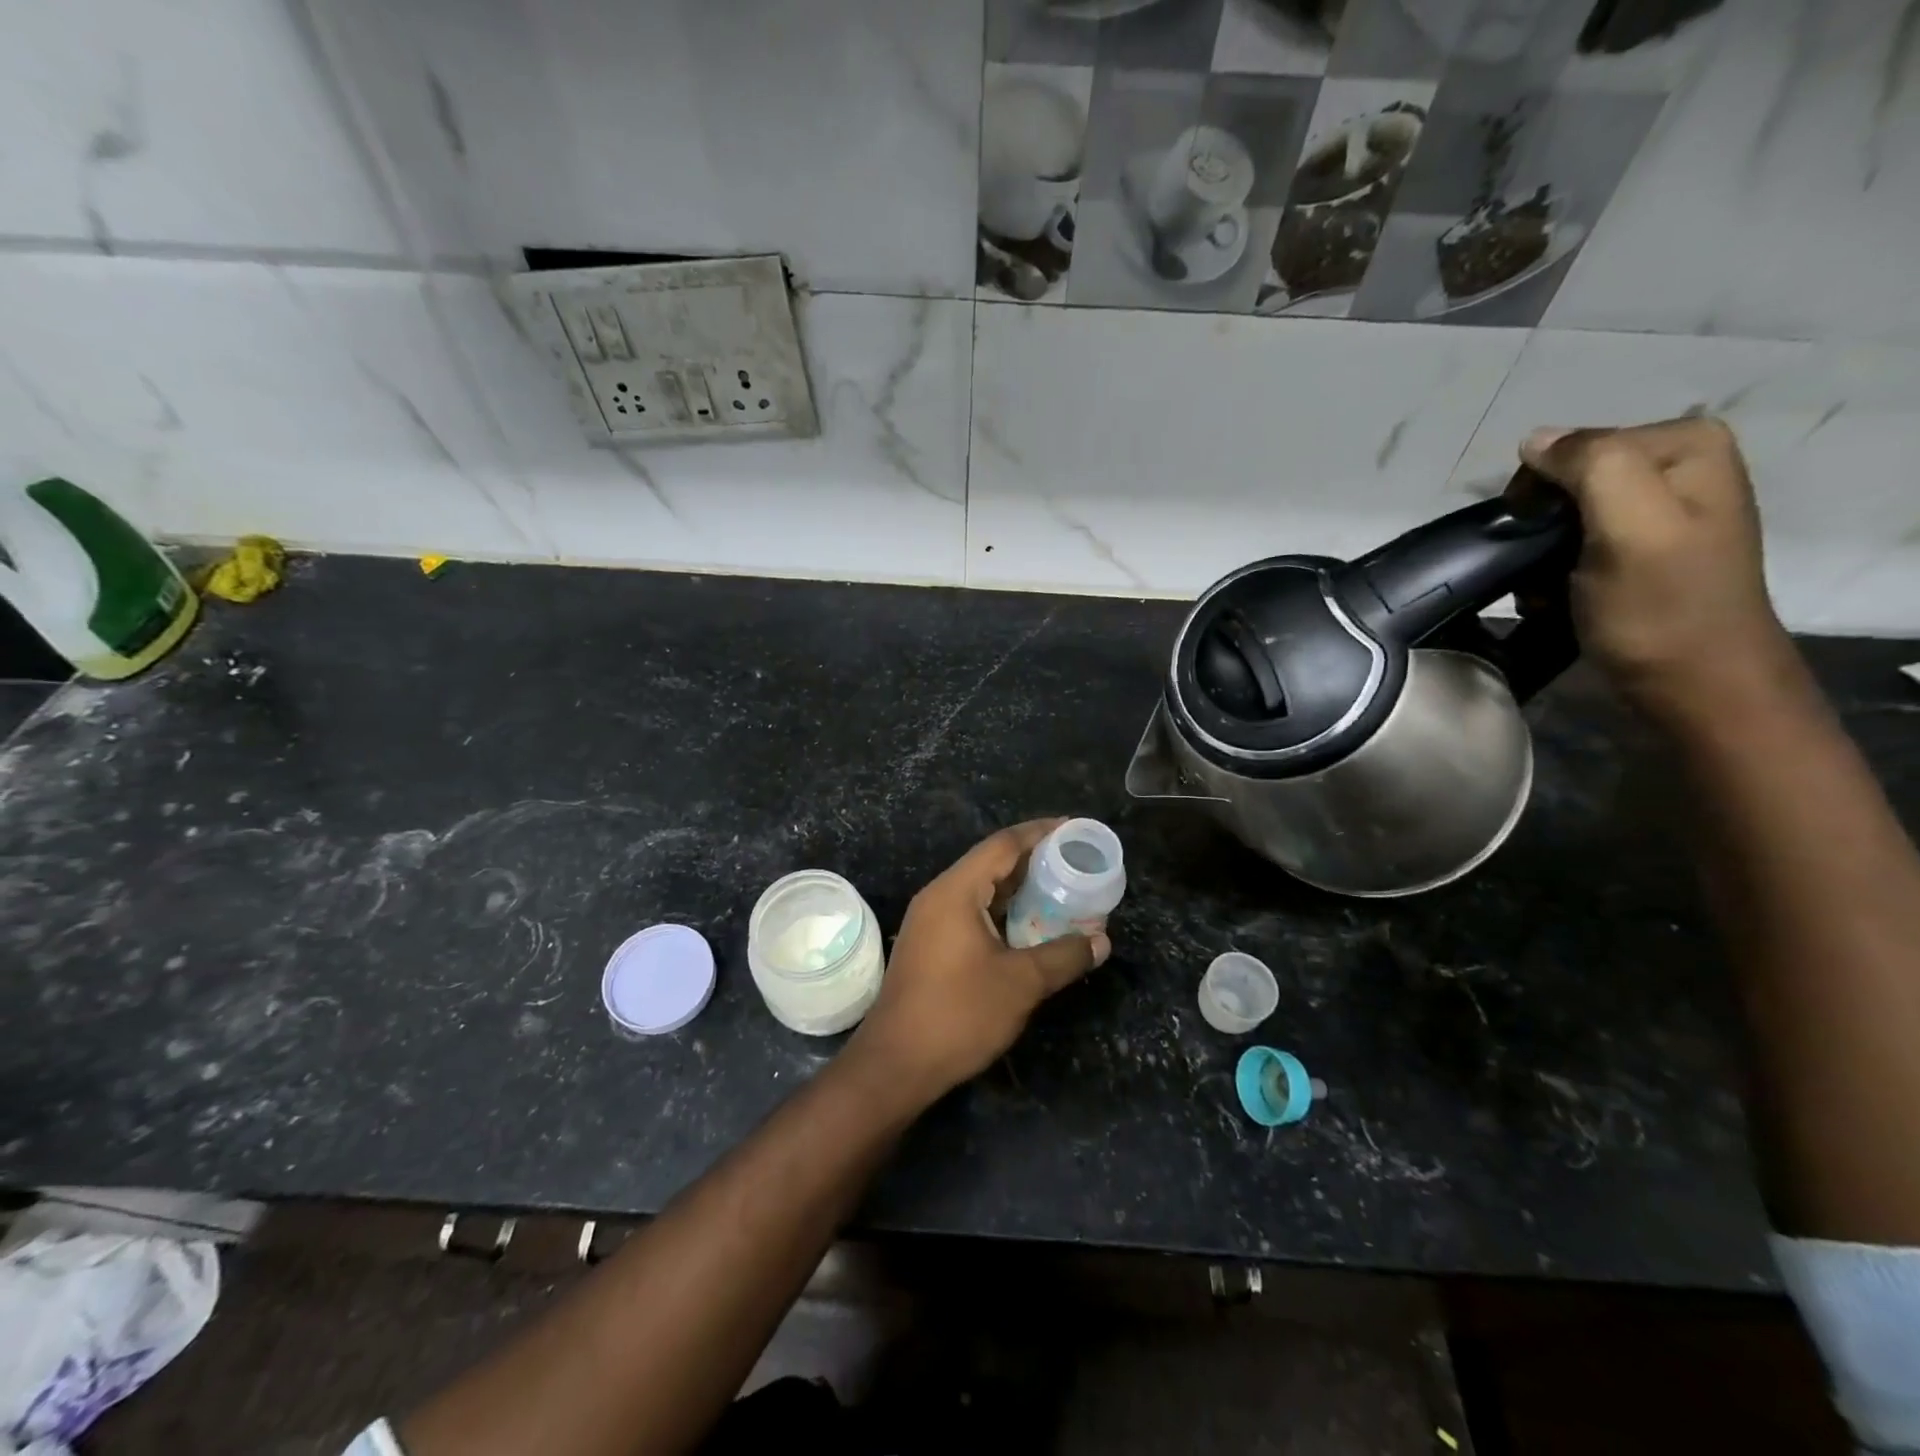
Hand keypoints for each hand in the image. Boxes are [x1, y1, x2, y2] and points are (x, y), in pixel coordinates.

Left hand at [847, 819, 1110, 1103]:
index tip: (1073, 828)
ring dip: (1019, 889)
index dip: (1040, 832)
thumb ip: (1063, 956)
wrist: (895, 1065)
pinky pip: (971, 912)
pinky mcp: (930, 945)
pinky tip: (1030, 926)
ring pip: (981, 890)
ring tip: (1061, 889)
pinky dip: (1003, 912)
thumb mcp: (1020, 984)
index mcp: (955, 892)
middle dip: (1034, 860)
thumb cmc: (958, 1015)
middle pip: (991, 863)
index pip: (1002, 845)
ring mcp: (930, 922)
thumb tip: (1101, 941)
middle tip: (1075, 861)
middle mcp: (939, 897)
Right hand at [1519, 417, 1806, 731]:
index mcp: (1686, 445)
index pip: (1573, 446)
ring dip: (1539, 555)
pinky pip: (1572, 544)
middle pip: (1567, 481)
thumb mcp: (1631, 525)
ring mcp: (1659, 512)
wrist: (1693, 685)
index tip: (1534, 540)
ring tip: (1547, 590)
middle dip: (1540, 526)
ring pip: (1562, 516)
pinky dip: (1552, 572)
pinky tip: (1558, 597)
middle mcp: (1678, 467)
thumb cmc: (1660, 607)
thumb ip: (1590, 466)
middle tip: (1541, 570)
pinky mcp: (1639, 551)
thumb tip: (1534, 440)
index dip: (1539, 492)